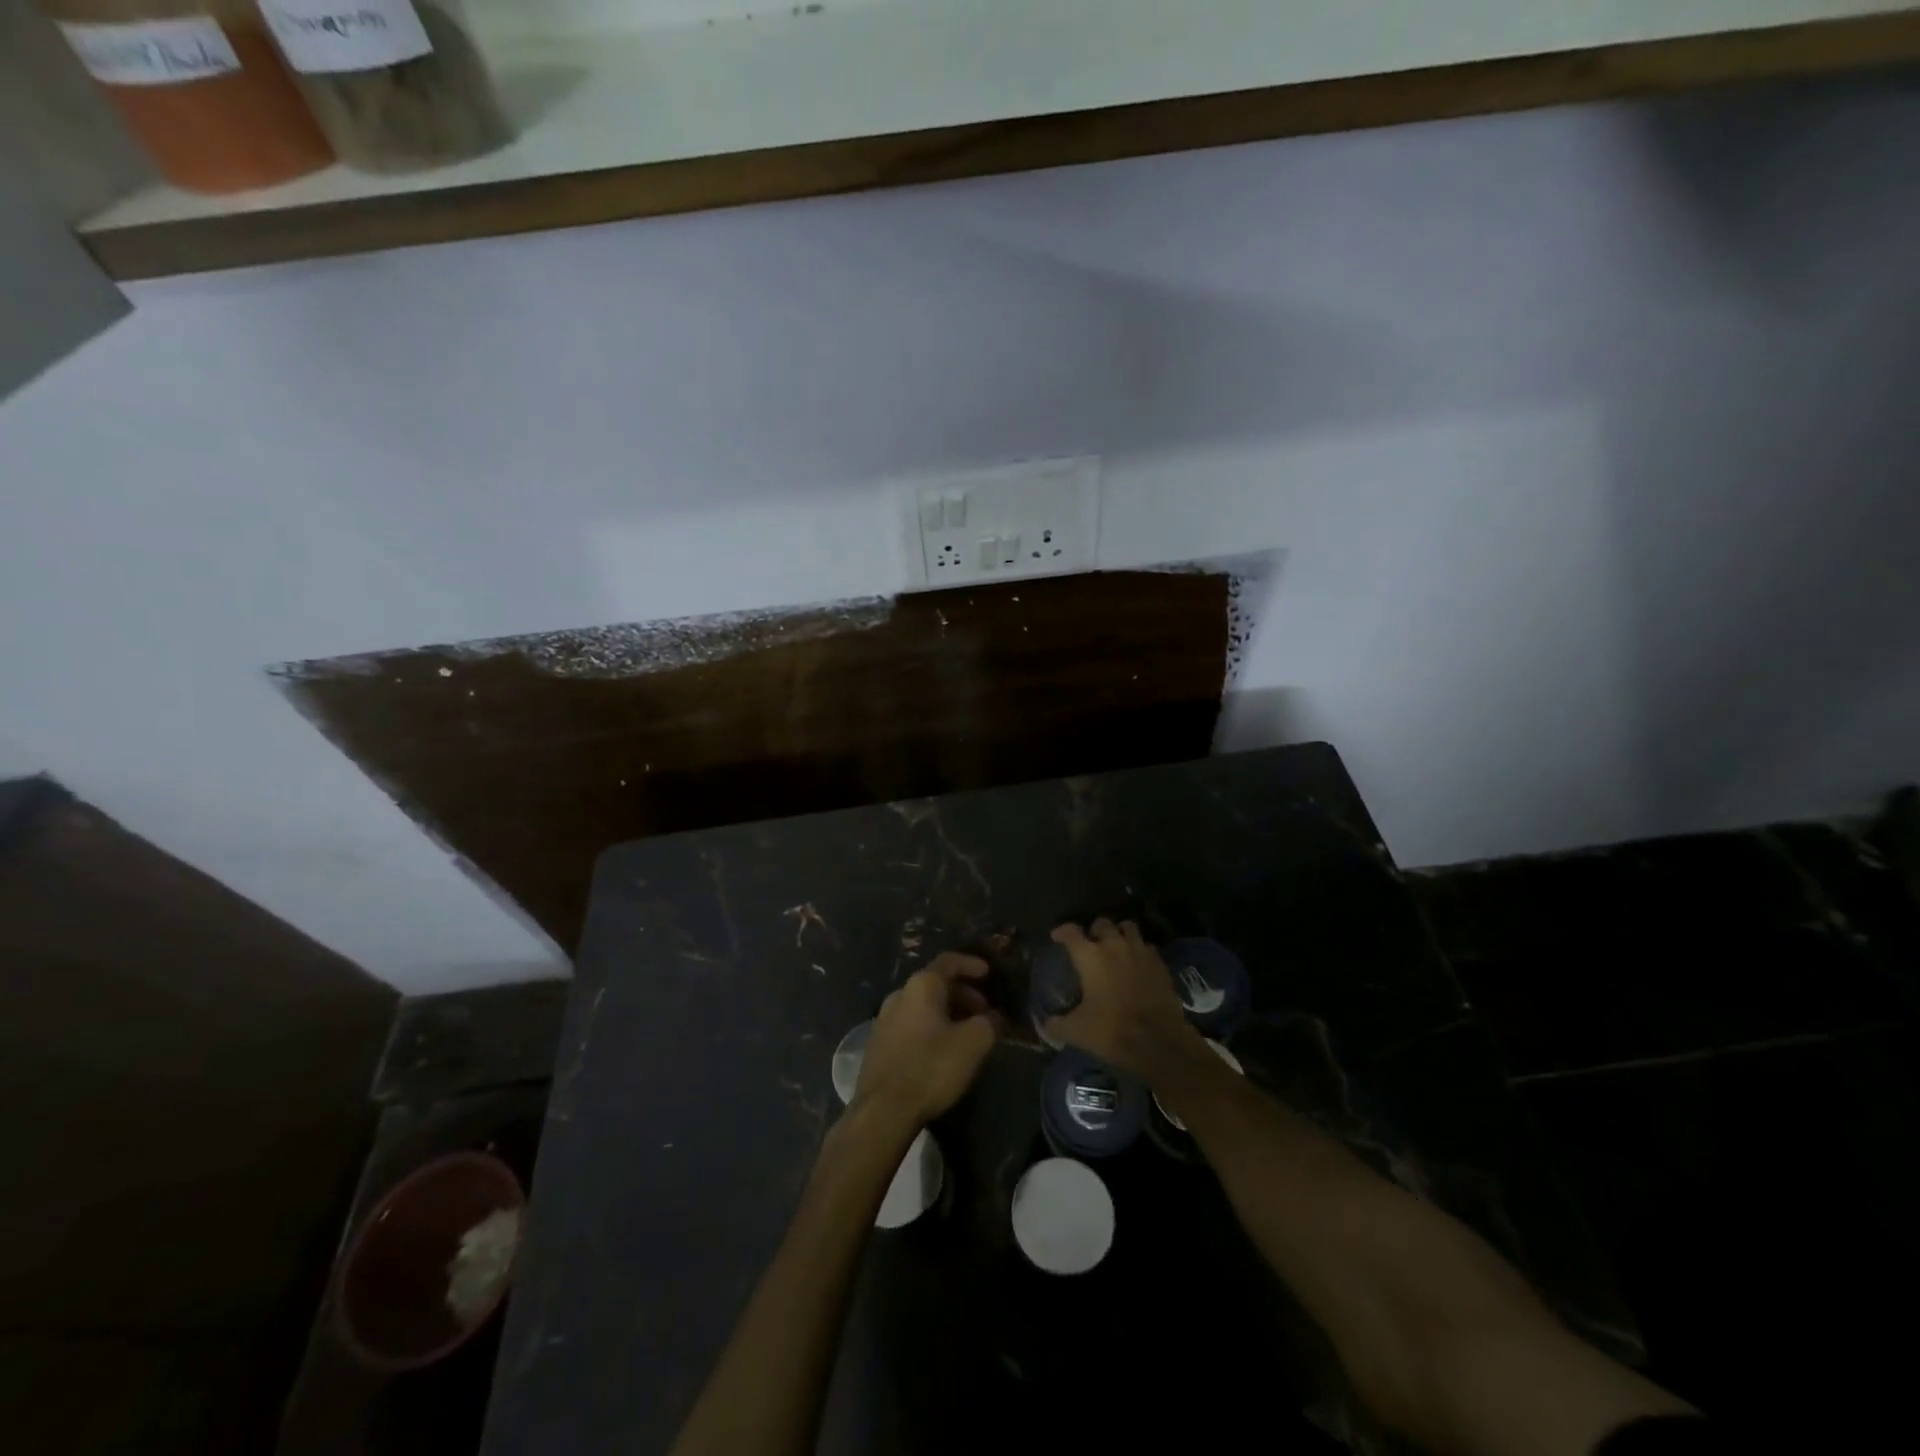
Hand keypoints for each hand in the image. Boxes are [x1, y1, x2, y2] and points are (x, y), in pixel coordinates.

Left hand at [852, 952, 1001, 1129]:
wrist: (883, 1110)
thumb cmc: (931, 1067)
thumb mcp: (973, 1043)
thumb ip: (989, 1023)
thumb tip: (994, 1017)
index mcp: (921, 986)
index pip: (949, 962)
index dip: (971, 964)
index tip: (988, 973)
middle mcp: (899, 995)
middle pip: (936, 985)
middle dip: (963, 994)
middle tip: (983, 1012)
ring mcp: (884, 1019)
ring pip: (923, 1006)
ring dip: (948, 1013)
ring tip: (967, 1033)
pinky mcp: (879, 1044)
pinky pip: (911, 1024)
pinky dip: (932, 1027)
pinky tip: (943, 1050)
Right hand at [1044, 919, 1209, 1083]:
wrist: (1159, 1041)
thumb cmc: (1112, 1030)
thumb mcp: (1076, 1031)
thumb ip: (1056, 1024)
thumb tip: (1046, 1024)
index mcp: (1090, 956)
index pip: (1071, 932)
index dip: (1061, 932)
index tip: (1057, 937)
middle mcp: (1114, 945)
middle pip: (1102, 923)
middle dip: (1094, 931)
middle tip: (1091, 944)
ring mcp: (1140, 951)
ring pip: (1128, 928)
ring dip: (1119, 934)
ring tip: (1116, 947)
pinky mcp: (1160, 963)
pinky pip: (1147, 946)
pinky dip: (1140, 950)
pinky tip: (1137, 964)